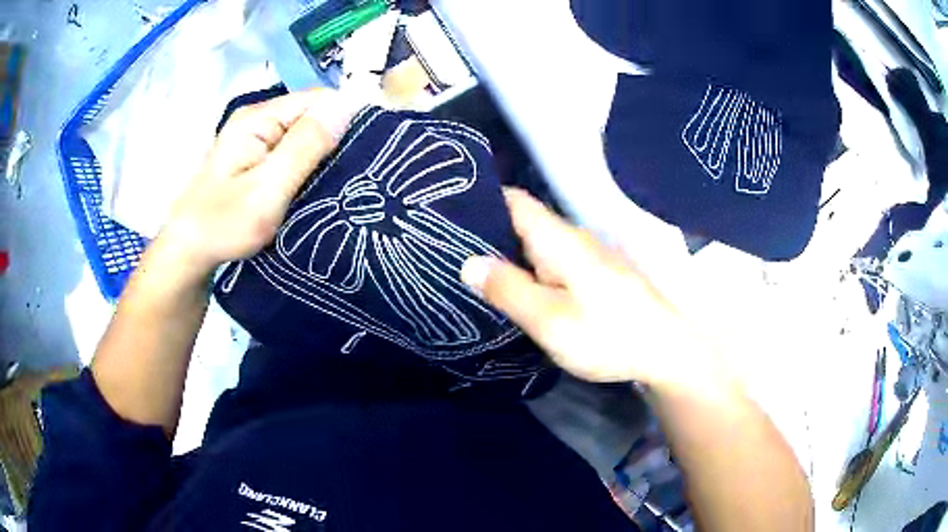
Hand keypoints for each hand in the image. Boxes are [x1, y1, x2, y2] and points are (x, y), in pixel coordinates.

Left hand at [161, 89, 362, 275]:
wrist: (188, 254)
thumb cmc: (223, 225)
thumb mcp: (267, 189)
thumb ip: (304, 147)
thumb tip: (346, 105)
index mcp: (258, 118)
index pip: (318, 99)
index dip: (346, 118)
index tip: (369, 151)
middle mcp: (257, 120)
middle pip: (311, 115)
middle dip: (336, 140)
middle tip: (356, 175)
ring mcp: (255, 140)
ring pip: (304, 136)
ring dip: (323, 157)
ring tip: (343, 183)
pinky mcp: (255, 159)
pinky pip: (292, 153)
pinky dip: (308, 168)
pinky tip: (317, 187)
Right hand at [461, 188, 732, 390]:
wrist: (665, 350)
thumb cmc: (608, 334)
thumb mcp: (549, 319)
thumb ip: (508, 289)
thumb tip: (468, 262)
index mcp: (558, 239)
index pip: (514, 201)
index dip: (482, 198)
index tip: (448, 209)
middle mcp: (572, 239)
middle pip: (523, 221)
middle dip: (487, 230)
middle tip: (447, 247)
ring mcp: (586, 257)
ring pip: (537, 243)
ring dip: (507, 251)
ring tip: (469, 266)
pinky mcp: (594, 276)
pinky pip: (551, 261)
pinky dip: (528, 268)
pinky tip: (514, 287)